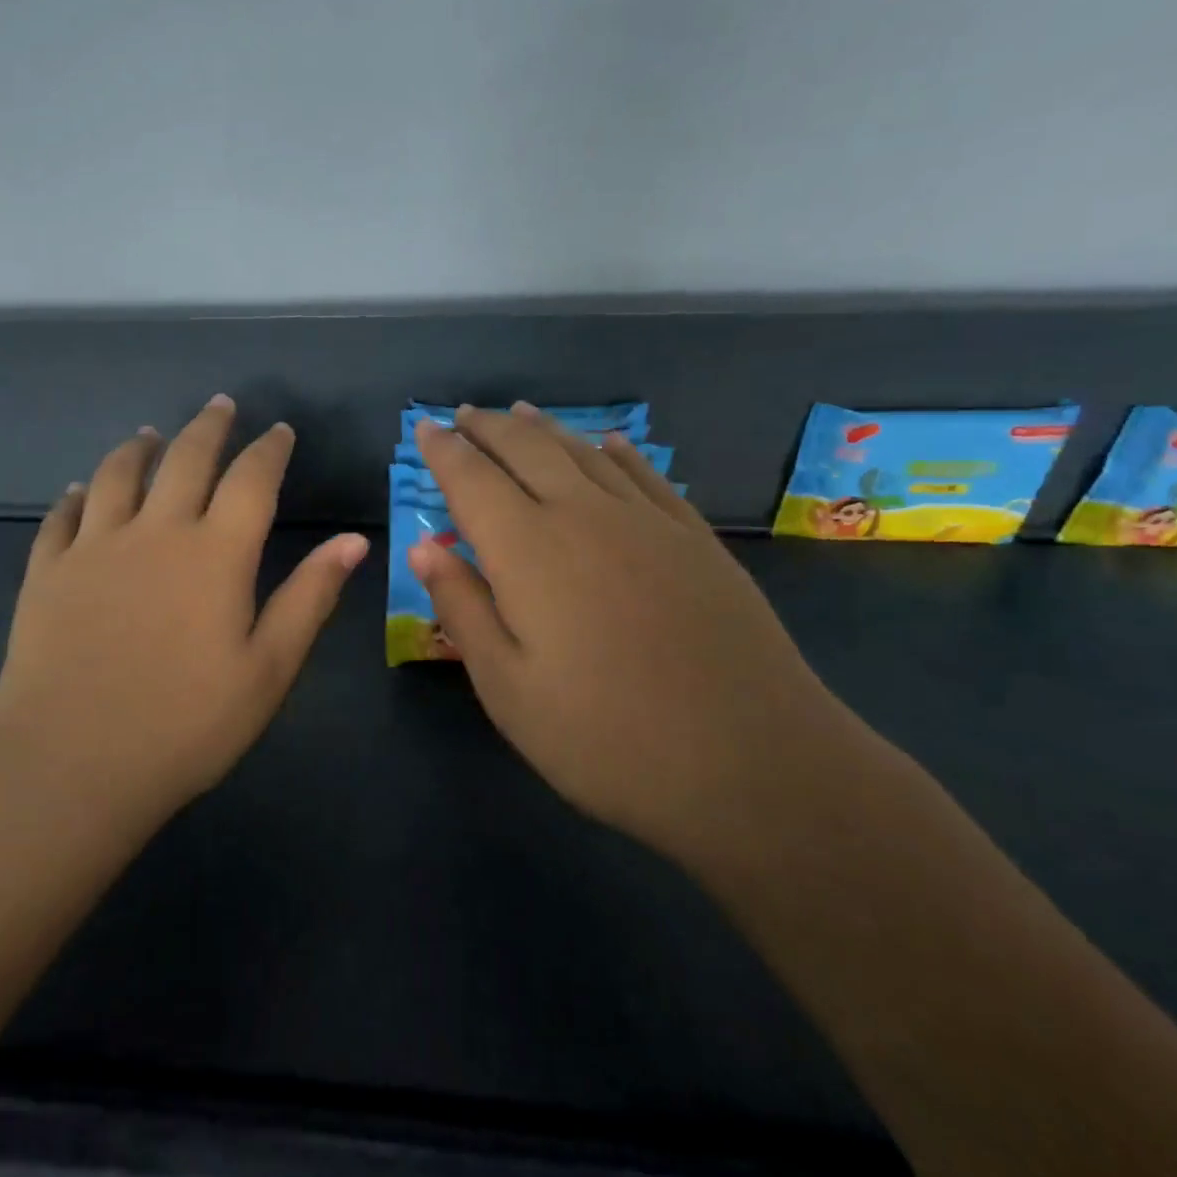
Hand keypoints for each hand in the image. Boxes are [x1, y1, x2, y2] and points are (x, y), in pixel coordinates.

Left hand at [0, 395, 369, 825]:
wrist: (71, 764)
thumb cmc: (185, 724)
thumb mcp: (267, 669)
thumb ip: (309, 597)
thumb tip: (354, 540)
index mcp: (215, 554)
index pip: (250, 480)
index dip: (269, 449)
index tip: (279, 430)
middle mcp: (155, 532)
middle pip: (185, 459)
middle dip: (208, 427)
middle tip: (220, 404)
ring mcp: (94, 547)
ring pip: (117, 474)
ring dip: (139, 448)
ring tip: (150, 434)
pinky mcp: (47, 571)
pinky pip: (62, 517)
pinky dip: (76, 496)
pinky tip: (80, 491)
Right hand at [409, 404, 854, 856]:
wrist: (754, 762)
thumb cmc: (606, 738)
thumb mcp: (507, 688)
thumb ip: (462, 608)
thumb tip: (422, 547)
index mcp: (527, 550)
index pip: (472, 480)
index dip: (444, 451)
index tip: (424, 428)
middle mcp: (584, 515)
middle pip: (527, 450)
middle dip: (488, 428)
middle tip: (464, 414)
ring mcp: (646, 521)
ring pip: (583, 452)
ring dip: (544, 429)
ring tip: (518, 414)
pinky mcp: (695, 538)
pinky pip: (645, 474)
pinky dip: (616, 451)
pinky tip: (607, 442)